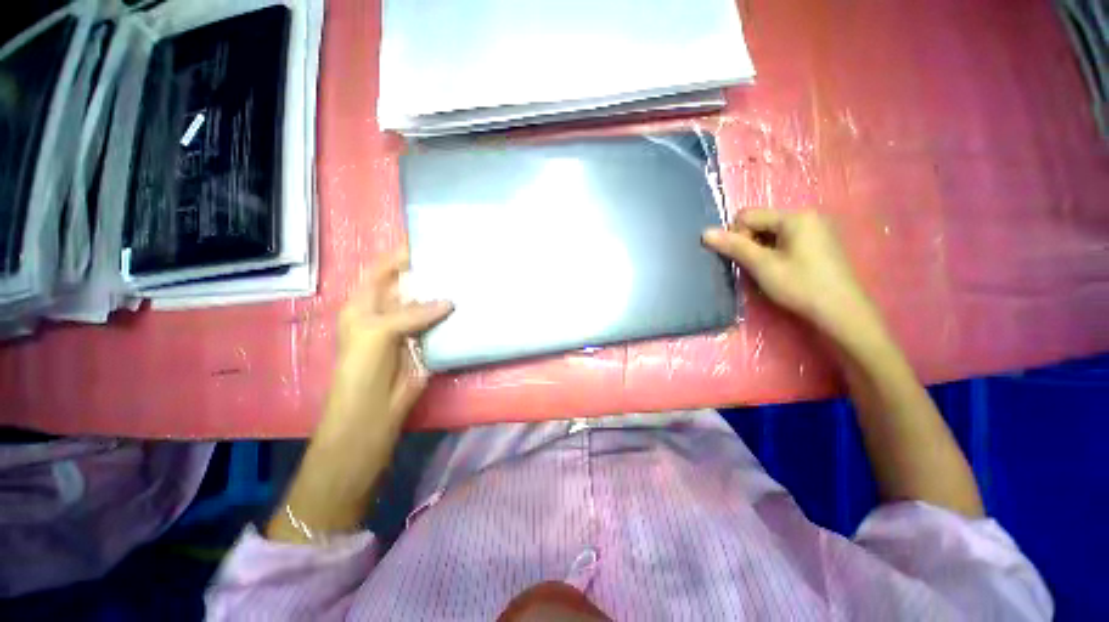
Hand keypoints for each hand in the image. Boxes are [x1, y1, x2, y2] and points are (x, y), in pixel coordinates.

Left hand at [323, 251, 452, 436]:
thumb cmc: (362, 366)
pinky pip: (440, 324)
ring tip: (466, 280)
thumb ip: (412, 313)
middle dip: (429, 275)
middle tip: (456, 261)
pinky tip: (467, 307)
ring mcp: (409, 328)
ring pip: (428, 305)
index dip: (401, 256)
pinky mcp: (426, 342)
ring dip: (443, 296)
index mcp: (366, 304)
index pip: (383, 271)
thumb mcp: (377, 332)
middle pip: (410, 287)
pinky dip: (452, 317)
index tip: (427, 243)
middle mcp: (388, 312)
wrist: (374, 408)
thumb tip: (449, 302)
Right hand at [702, 209, 880, 344]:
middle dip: (750, 242)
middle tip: (756, 267)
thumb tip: (705, 233)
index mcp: (794, 217)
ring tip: (768, 270)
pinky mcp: (820, 243)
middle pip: (760, 222)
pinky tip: (782, 270)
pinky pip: (786, 240)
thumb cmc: (800, 286)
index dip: (737, 236)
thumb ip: (734, 246)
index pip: (747, 215)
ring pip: (771, 232)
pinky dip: (775, 252)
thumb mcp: (762, 266)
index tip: (744, 259)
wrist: (841, 311)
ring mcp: (816, 229)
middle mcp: (806, 216)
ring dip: (761, 249)